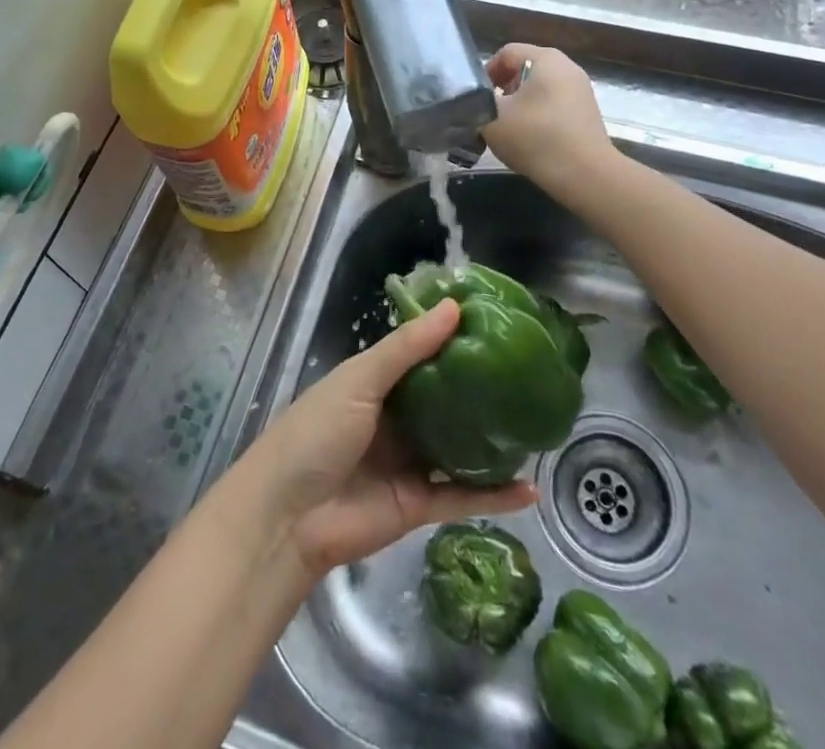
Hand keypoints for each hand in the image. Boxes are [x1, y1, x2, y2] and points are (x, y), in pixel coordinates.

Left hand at [239, 299, 536, 578]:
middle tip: (527, 370)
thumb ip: (407, 348)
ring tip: (536, 423)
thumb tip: (454, 307)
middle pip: (443, 399)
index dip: (451, 339)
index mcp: (375, 383)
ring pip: (458, 447)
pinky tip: (530, 488)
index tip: (494, 323)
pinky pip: (462, 497)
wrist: (288, 517)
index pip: (420, 354)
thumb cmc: (317, 432)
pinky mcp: (418, 505)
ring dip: (491, 440)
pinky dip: (495, 496)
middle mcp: (395, 418)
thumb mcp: (359, 380)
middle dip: (479, 388)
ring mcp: (408, 462)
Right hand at [481, 44, 618, 206]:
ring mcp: (581, 90)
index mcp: (546, 59)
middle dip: (502, 90)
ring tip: (508, 130)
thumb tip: (476, 102)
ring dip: (519, 105)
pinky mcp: (587, 113)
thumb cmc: (536, 138)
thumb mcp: (492, 118)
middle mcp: (567, 67)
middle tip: (490, 114)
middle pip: (524, 69)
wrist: (586, 176)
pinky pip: (554, 105)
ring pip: (539, 89)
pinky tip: (530, 140)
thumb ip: (476, 103)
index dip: (486, 73)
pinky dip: (538, 116)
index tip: (477, 99)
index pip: (506, 53)